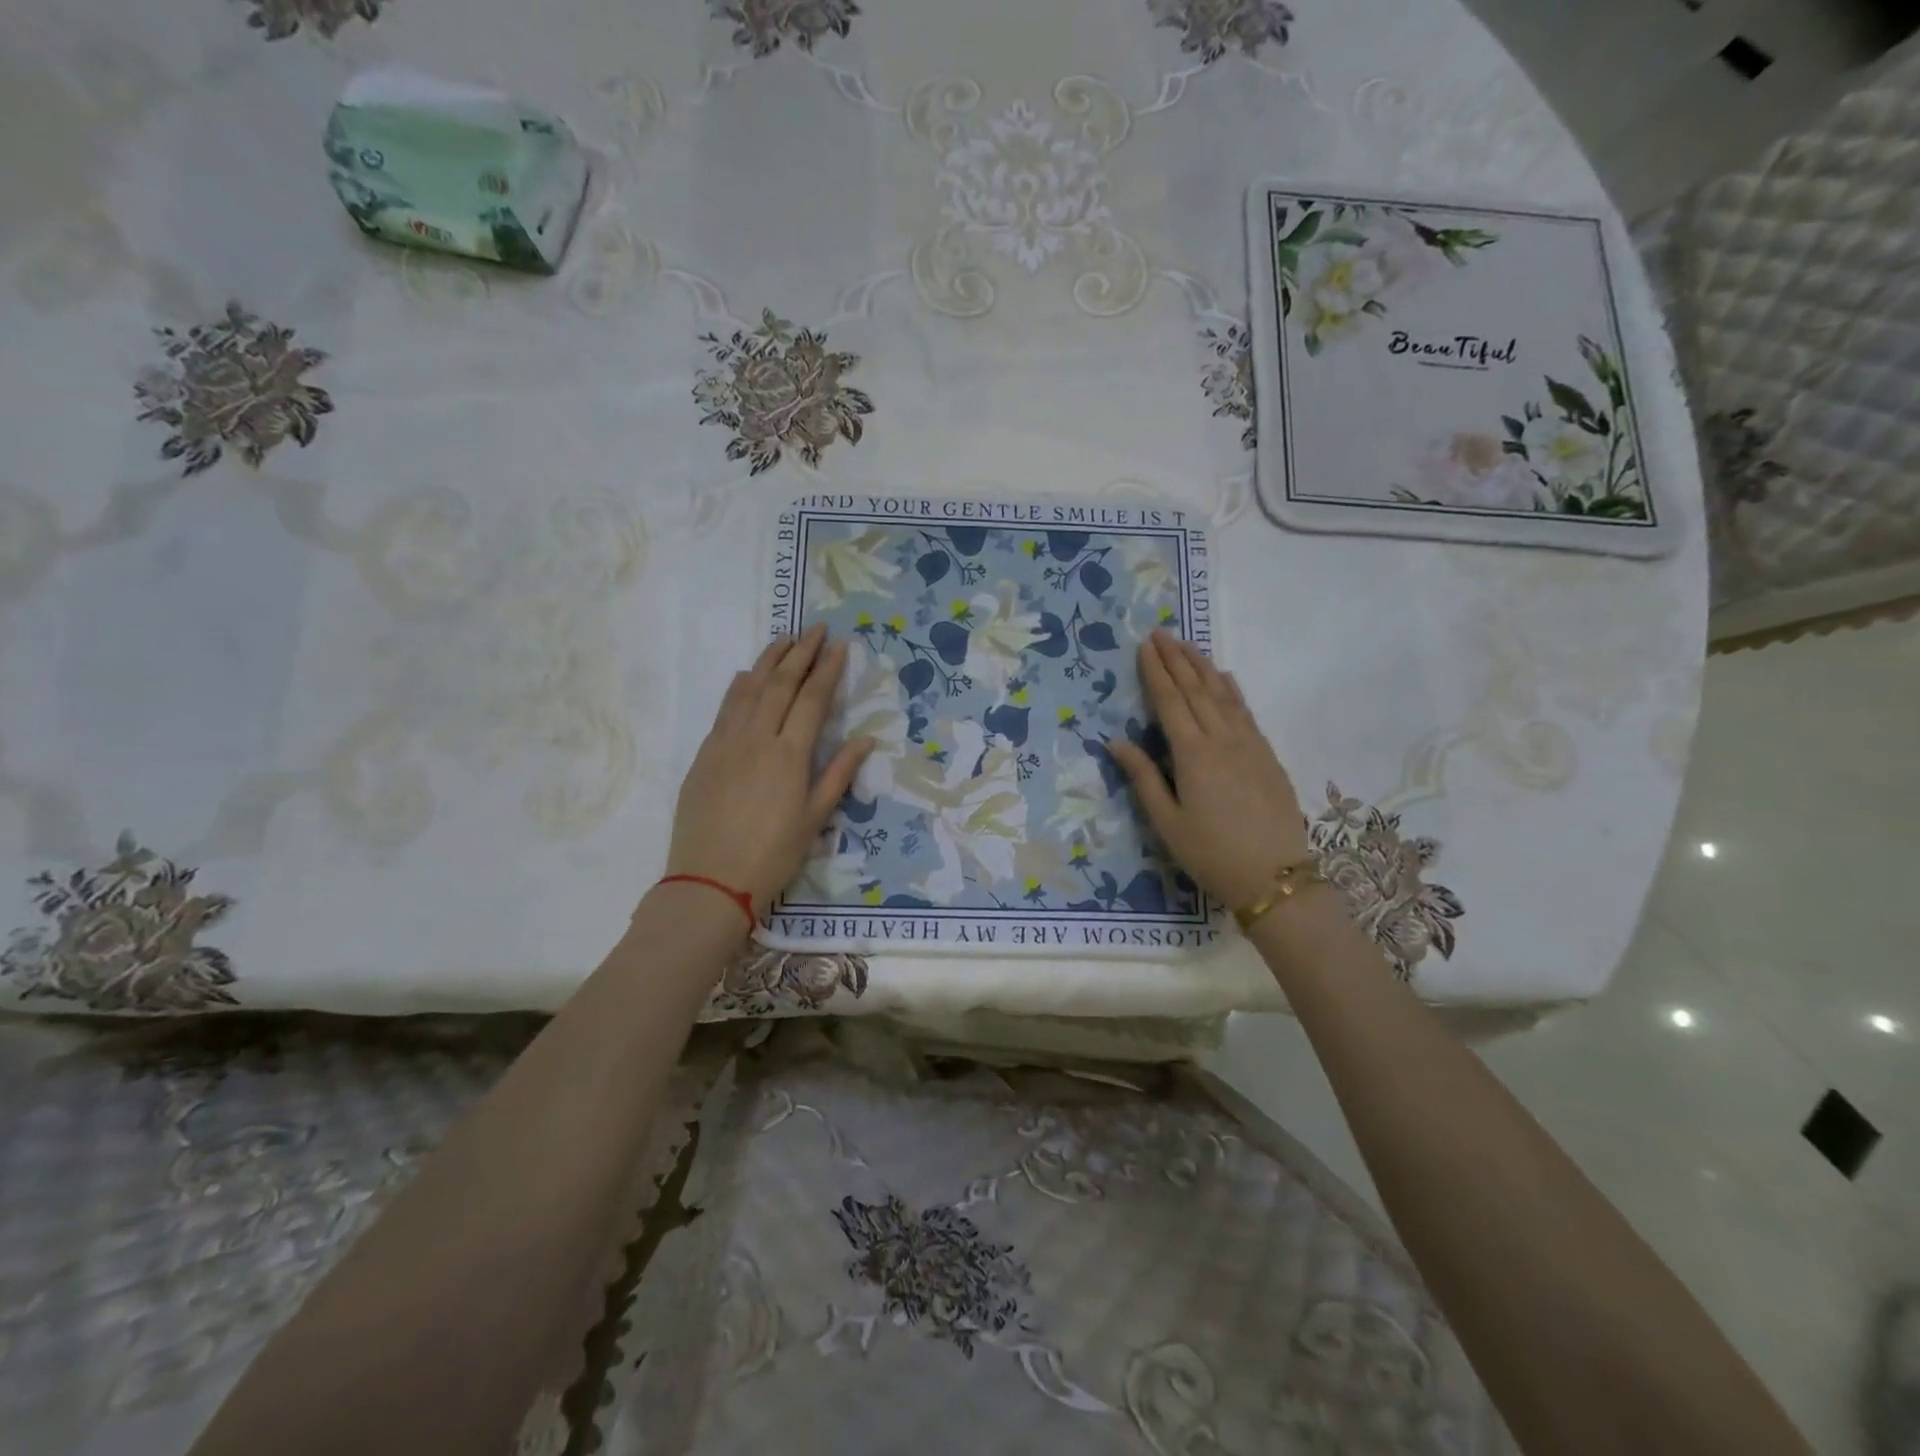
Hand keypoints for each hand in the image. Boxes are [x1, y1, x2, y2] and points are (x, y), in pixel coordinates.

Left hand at [665, 624, 872, 917]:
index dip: (827, 670)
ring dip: (769, 660)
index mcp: (789, 755)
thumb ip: (839, 774)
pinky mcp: (705, 753)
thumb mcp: (814, 819)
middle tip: (816, 628)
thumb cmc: (772, 855)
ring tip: (784, 639)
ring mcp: (726, 743)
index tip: (839, 645)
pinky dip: (739, 686)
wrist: (710, 881)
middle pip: (780, 684)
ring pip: (749, 689)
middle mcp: (757, 738)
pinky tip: (747, 675)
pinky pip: (725, 708)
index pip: (812, 700)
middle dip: (801, 653)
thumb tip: (865, 739)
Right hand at [1109, 630, 1310, 911]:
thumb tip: (1115, 741)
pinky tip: (1225, 678)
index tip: (1145, 646)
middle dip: (1176, 659)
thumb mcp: (1167, 822)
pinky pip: (1246, 711)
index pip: (1169, 702)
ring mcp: (1249, 745)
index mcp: (1193, 755)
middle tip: (1161, 633)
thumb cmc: (1210, 853)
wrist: (1274, 877)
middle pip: (1196, 690)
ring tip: (1188, 644)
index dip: (1155, 672)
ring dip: (1203, 667)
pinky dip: (1232, 690)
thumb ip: (1142, 778)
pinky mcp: (1267, 755)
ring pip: (1223, 695)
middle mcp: (1222, 740)